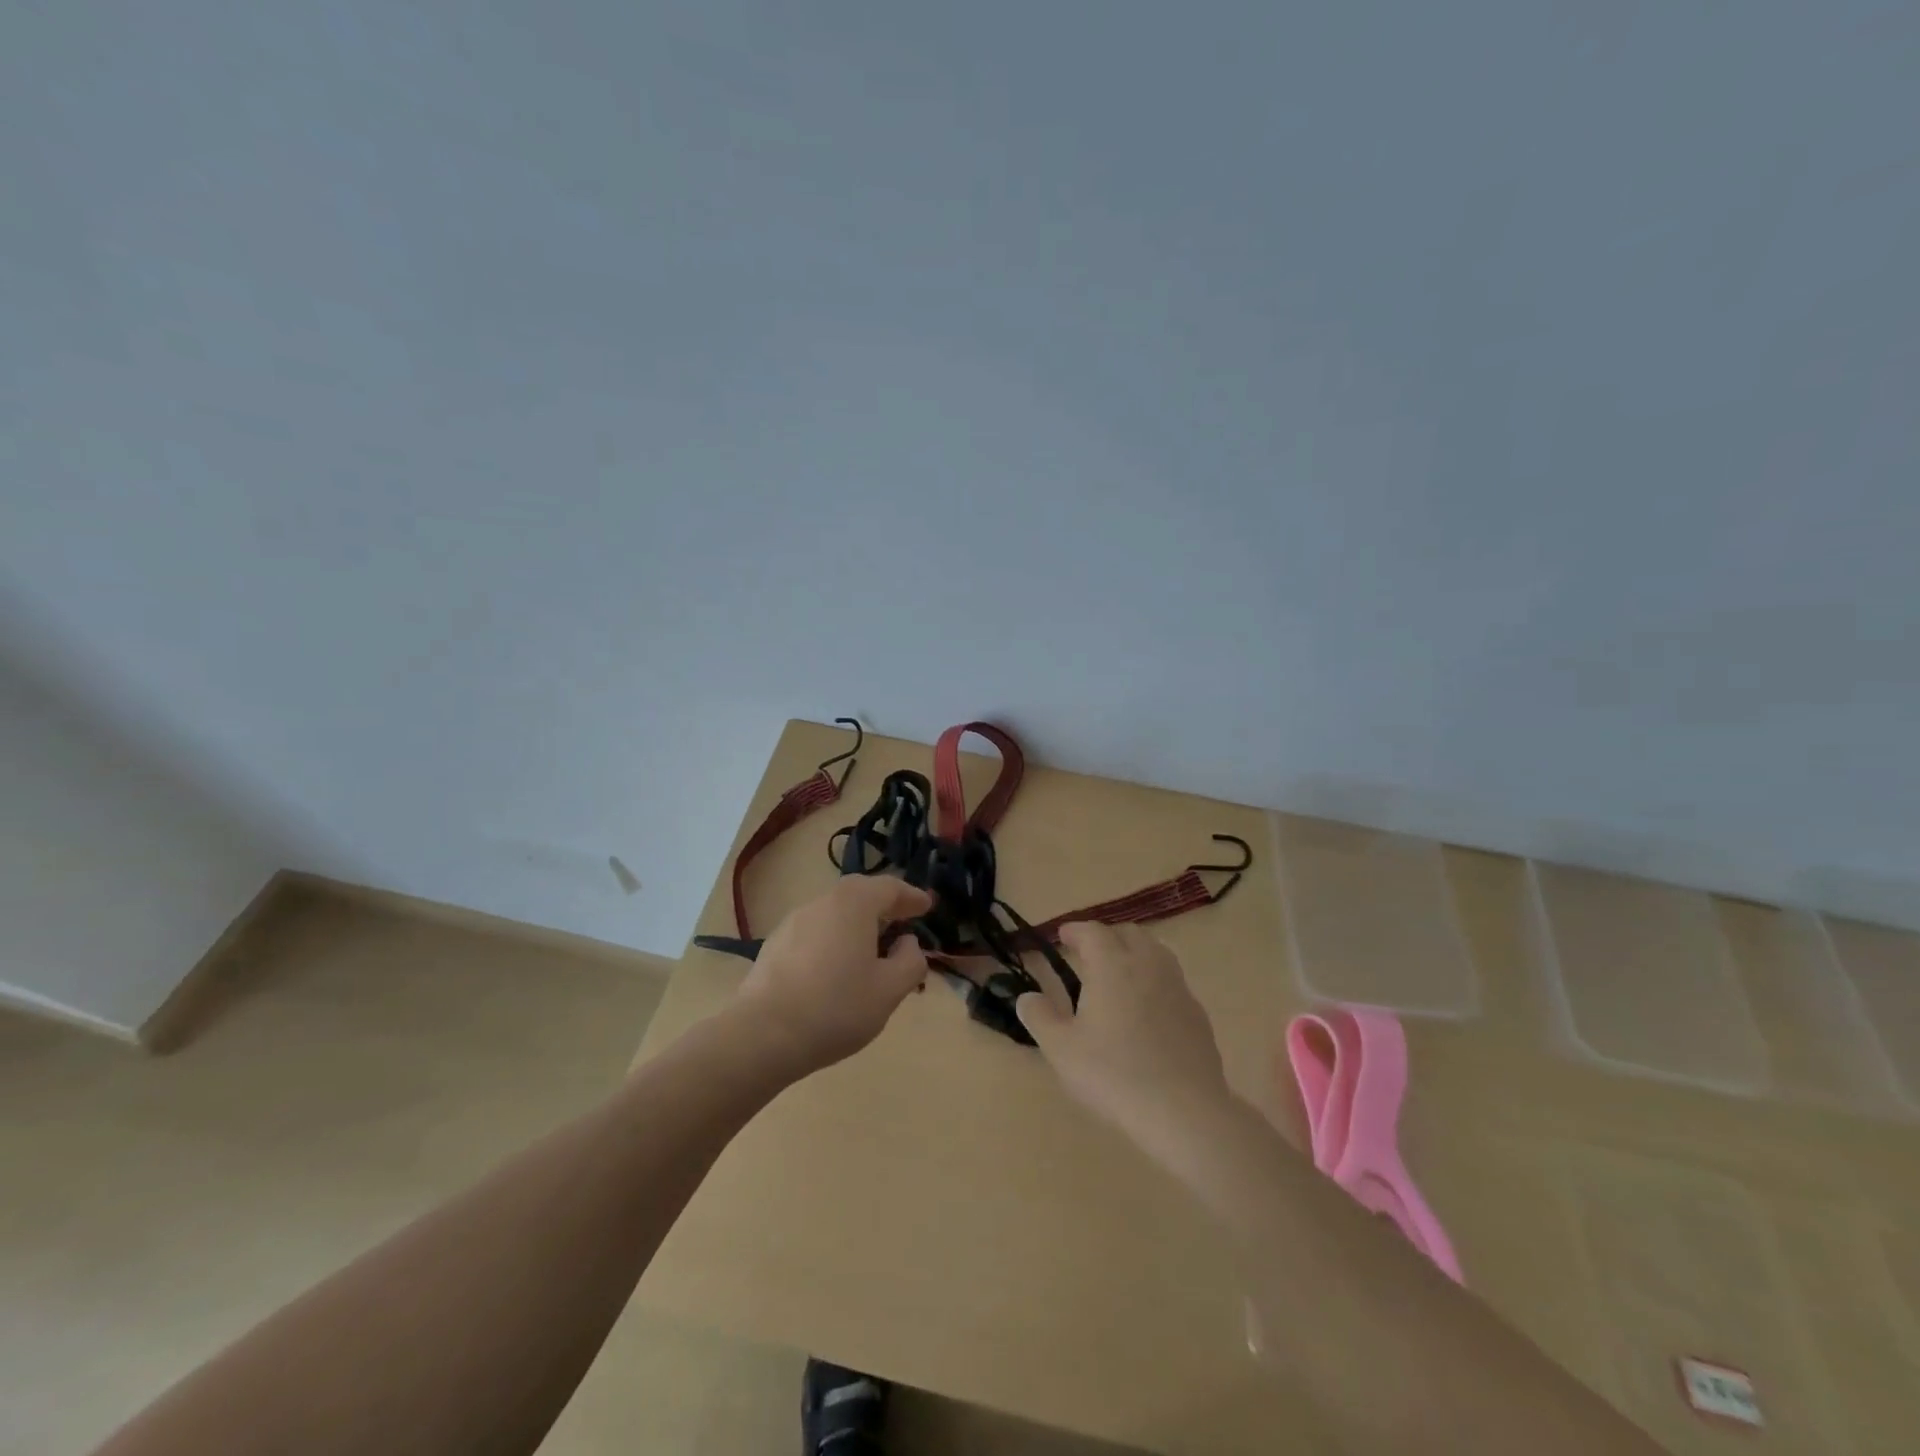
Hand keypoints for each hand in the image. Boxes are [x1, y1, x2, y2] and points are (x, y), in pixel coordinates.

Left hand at [735, 876, 932, 1075]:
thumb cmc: (836, 1007)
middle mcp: (823, 902)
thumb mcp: (889, 990)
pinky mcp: (775, 944)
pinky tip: (837, 968)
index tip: (927, 906)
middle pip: (860, 894)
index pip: (890, 887)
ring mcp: (794, 921)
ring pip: (836, 912)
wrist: (762, 1035)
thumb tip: (908, 943)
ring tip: (872, 950)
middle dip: (884, 906)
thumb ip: (910, 961)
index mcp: (854, 903)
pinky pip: (816, 931)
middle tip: (903, 922)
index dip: (912, 896)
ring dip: (858, 924)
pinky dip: (835, 939)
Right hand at [1016, 921, 1234, 1163]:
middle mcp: (1147, 965)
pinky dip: (1155, 982)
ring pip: (1156, 952)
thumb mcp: (1061, 1049)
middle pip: (1129, 934)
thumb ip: (1039, 1017)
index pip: (1093, 932)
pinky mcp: (1197, 1014)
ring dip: (1135, 954)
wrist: (1184, 1111)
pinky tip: (1147, 1010)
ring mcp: (1178, 987)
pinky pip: (1172, 982)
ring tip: (1119, 975)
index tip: (1063, 936)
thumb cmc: (1114, 1073)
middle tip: (1088, 954)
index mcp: (1112, 964)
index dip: (1075, 930)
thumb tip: (1027, 997)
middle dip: (1107, 937)